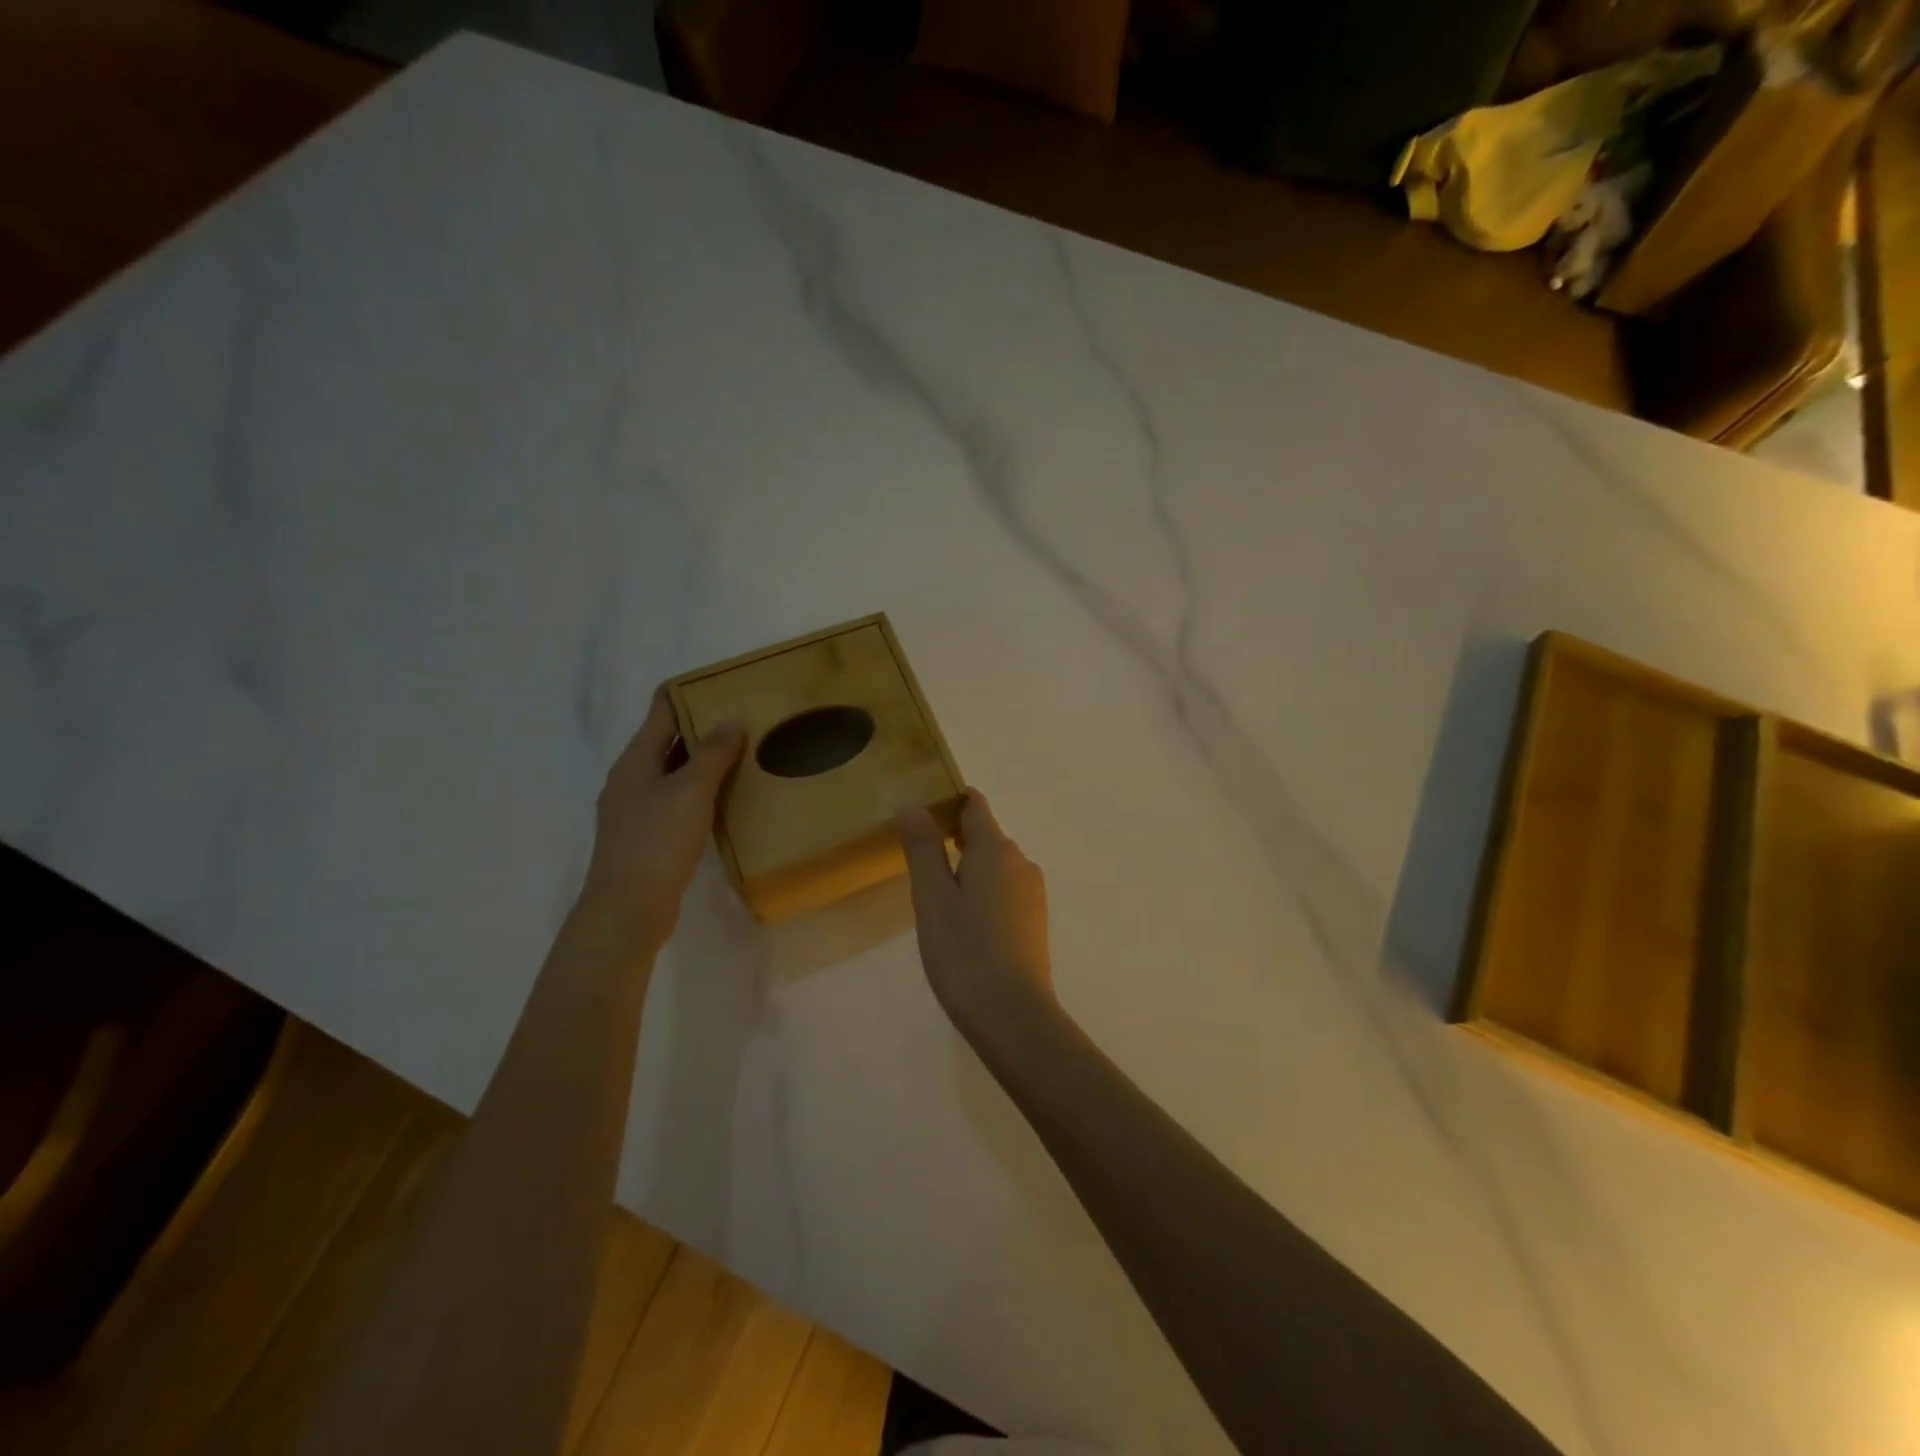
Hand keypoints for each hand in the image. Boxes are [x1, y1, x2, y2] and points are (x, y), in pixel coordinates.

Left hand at [578, 689, 745, 952]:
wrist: (627, 909)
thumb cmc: (657, 842)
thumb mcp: (691, 791)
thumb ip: (713, 754)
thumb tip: (731, 719)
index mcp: (635, 759)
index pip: (661, 710)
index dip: (690, 693)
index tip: (725, 686)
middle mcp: (630, 778)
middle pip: (667, 741)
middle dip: (702, 728)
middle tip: (745, 722)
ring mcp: (635, 809)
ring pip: (673, 773)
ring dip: (703, 763)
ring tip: (743, 757)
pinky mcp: (646, 837)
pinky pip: (676, 801)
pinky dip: (699, 793)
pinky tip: (724, 802)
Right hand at [898, 791, 1053, 1037]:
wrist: (1013, 1016)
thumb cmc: (964, 951)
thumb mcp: (932, 897)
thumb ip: (923, 847)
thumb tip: (913, 804)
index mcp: (996, 849)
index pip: (975, 805)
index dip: (949, 800)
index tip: (921, 811)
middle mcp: (1021, 863)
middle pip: (986, 835)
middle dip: (954, 837)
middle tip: (918, 860)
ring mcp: (1032, 894)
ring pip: (995, 865)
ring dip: (968, 868)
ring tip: (936, 896)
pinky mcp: (1034, 921)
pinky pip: (1004, 890)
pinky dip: (982, 892)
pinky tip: (963, 923)